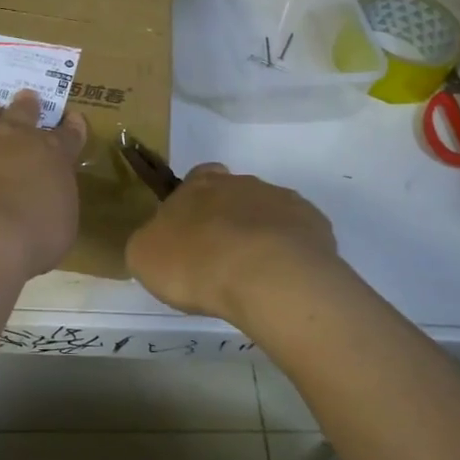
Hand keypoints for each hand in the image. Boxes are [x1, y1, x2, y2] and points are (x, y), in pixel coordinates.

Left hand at [0, 91, 88, 278]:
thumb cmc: (35, 235)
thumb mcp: (63, 222)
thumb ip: (55, 201)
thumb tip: (47, 199)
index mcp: (50, 154)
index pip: (67, 135)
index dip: (72, 127)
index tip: (72, 117)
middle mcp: (11, 138)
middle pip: (22, 113)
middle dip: (27, 105)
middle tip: (27, 97)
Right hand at [126, 164, 340, 325]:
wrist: (266, 276)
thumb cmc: (195, 262)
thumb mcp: (144, 256)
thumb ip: (149, 242)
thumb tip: (159, 243)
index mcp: (199, 185)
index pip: (197, 177)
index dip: (195, 201)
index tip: (192, 231)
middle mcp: (242, 183)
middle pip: (235, 196)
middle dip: (230, 222)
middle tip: (221, 260)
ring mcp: (283, 201)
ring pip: (269, 215)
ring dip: (261, 238)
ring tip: (254, 278)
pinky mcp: (314, 226)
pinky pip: (298, 238)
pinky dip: (290, 255)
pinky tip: (282, 282)